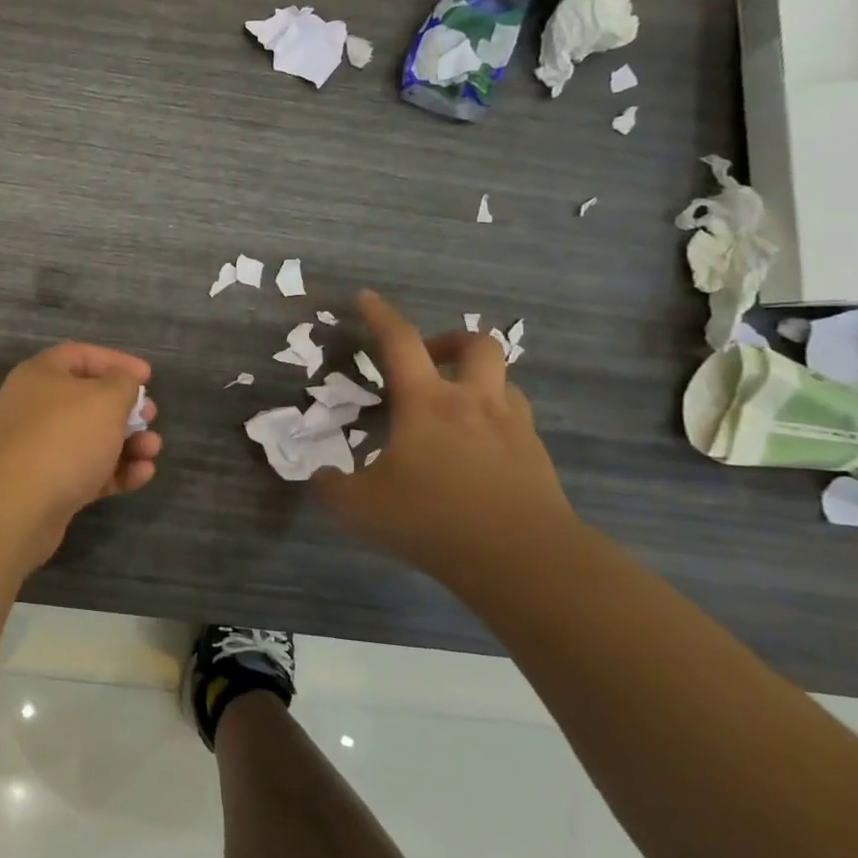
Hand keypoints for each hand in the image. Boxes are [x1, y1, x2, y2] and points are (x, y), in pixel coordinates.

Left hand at [0, 342, 162, 526]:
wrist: (18, 504)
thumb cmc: (65, 436)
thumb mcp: (106, 399)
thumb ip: (123, 384)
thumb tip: (122, 384)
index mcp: (40, 375)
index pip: (80, 356)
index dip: (116, 362)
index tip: (148, 377)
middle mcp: (35, 408)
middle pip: (87, 401)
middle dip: (124, 409)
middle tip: (150, 417)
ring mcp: (39, 449)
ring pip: (90, 439)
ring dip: (127, 443)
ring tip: (152, 450)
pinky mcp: (48, 486)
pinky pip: (87, 472)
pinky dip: (115, 471)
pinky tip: (142, 475)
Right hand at [316, 291, 576, 578]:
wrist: (524, 559)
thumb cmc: (434, 520)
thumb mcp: (361, 509)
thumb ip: (331, 489)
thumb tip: (320, 478)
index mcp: (427, 403)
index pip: (400, 342)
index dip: (380, 316)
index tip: (365, 298)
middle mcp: (474, 403)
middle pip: (476, 345)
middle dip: (450, 341)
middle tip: (429, 359)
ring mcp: (513, 428)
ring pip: (504, 382)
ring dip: (479, 381)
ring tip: (456, 407)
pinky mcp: (537, 459)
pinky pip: (517, 423)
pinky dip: (496, 423)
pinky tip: (479, 453)